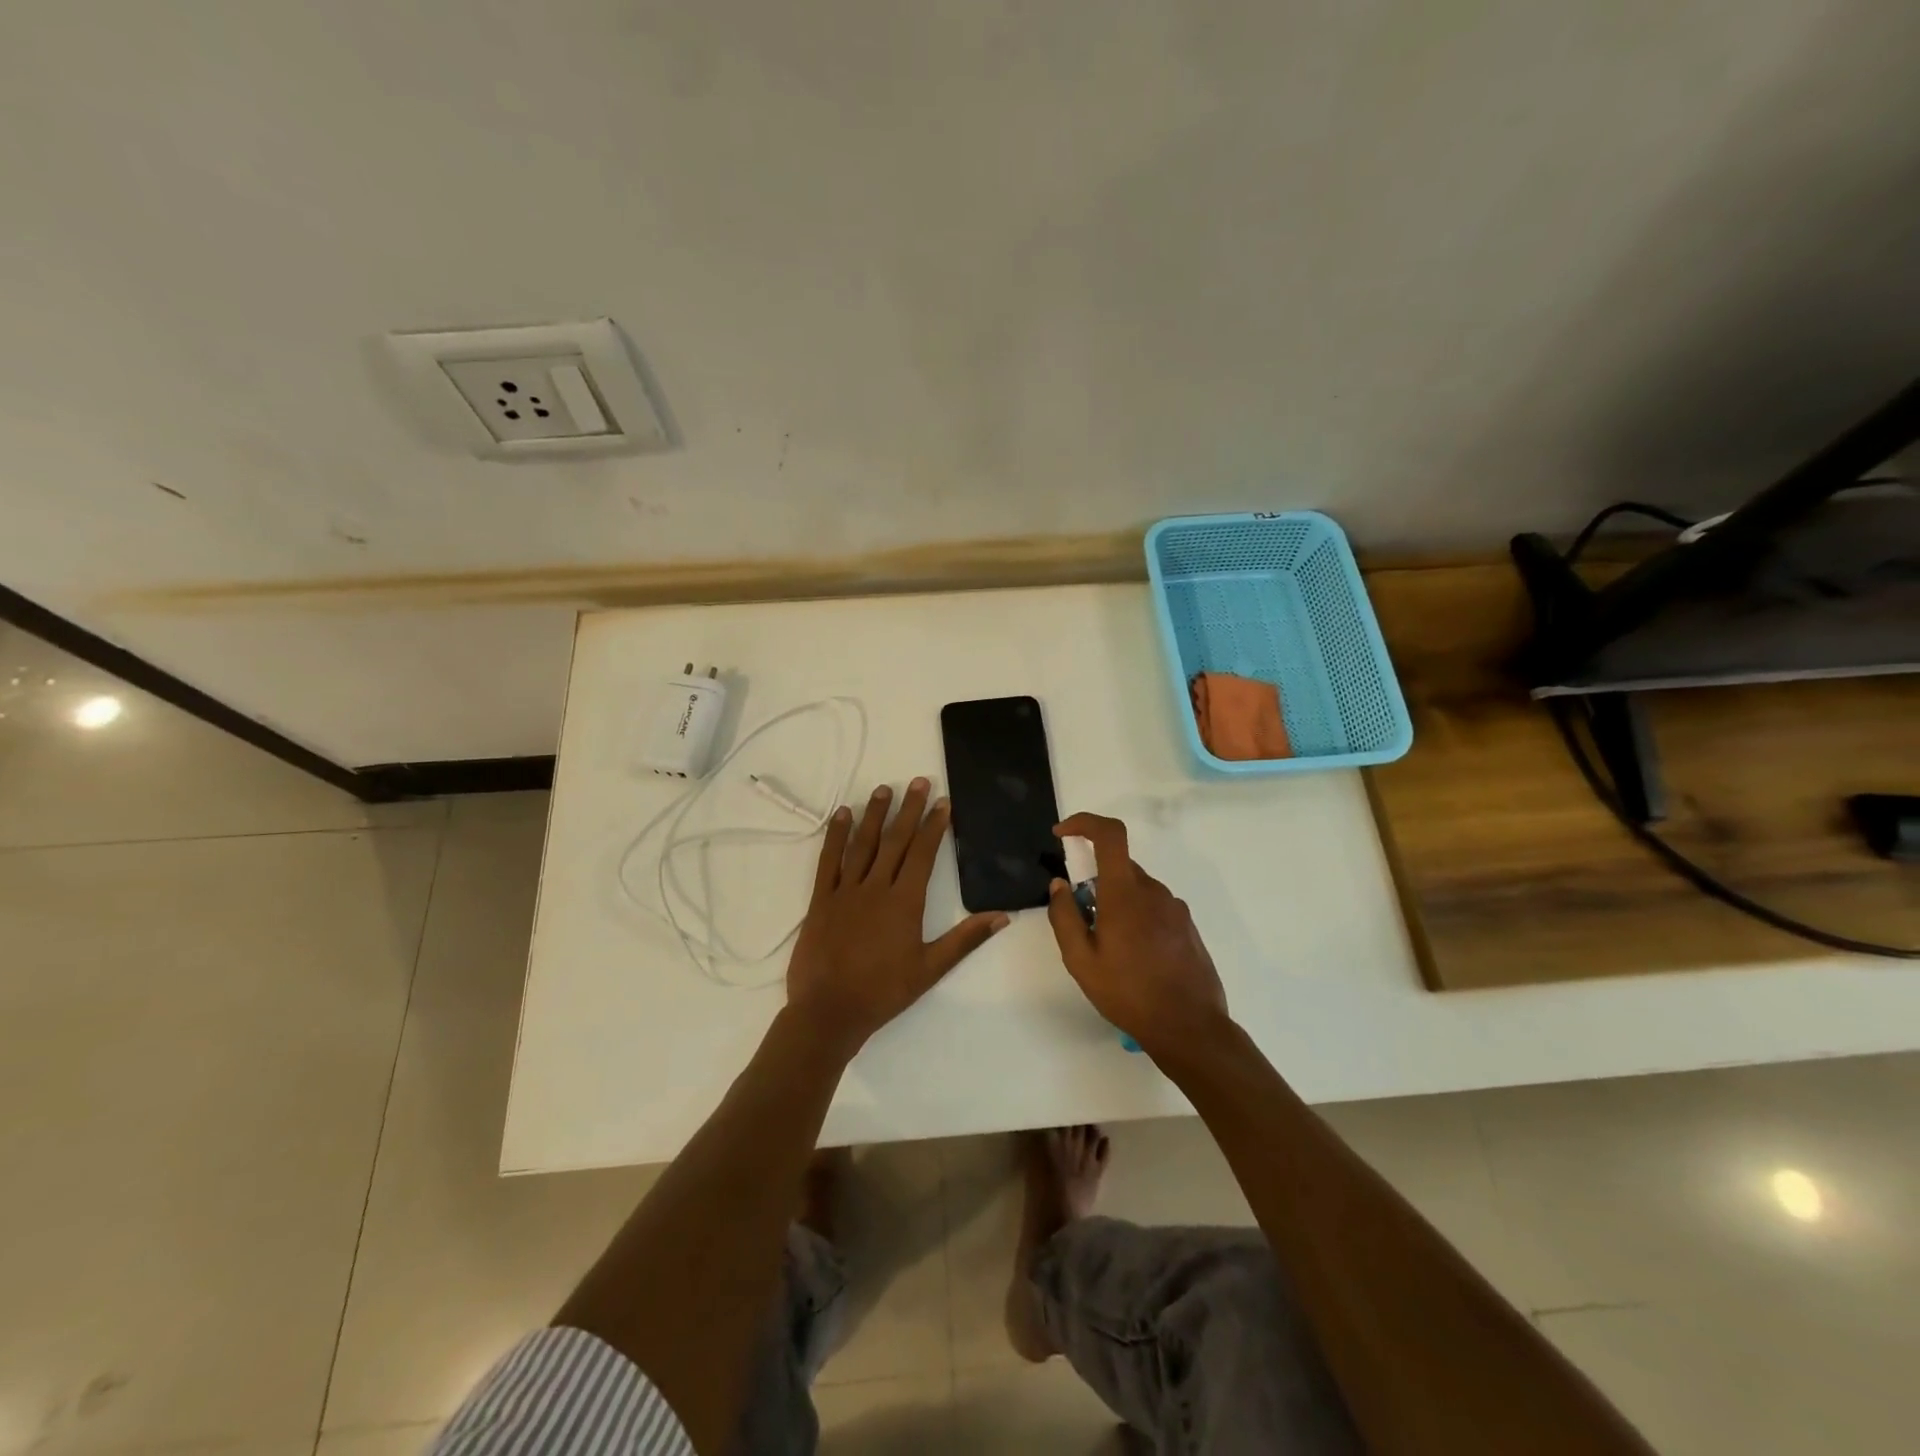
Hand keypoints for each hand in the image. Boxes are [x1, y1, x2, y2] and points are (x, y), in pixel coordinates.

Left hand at [787, 778, 1006, 1051]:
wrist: (829, 1011)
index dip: (933, 825)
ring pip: (862, 844)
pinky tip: (842, 815)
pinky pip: (828, 860)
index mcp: (904, 902)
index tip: (942, 802)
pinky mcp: (821, 899)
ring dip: (874, 814)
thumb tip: (1002, 916)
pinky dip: (835, 835)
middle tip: (918, 781)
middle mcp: (876, 888)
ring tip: (884, 788)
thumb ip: (965, 939)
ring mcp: (846, 891)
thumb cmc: (884, 992)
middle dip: (908, 809)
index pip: (922, 854)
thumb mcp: (931, 969)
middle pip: (895, 840)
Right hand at [1045, 812, 1230, 1058]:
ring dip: (1117, 904)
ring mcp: (1175, 907)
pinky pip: (1154, 907)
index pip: (1110, 835)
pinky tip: (1136, 958)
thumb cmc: (1129, 993)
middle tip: (1085, 924)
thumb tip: (1060, 885)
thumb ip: (1064, 917)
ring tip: (1111, 950)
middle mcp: (1153, 891)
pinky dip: (1137, 918)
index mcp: (1125, 894)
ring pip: (1136, 889)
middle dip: (1096, 883)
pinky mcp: (1187, 925)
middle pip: (1119, 867)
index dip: (1085, 823)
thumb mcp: (1081, 961)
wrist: (1190, 1027)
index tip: (1063, 834)